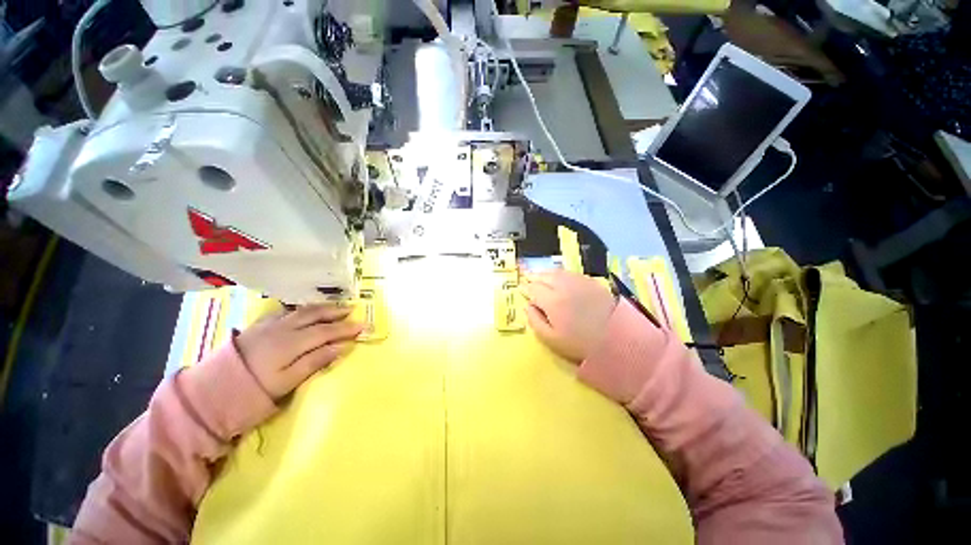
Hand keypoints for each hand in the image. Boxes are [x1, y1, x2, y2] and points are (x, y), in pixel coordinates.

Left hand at [235, 305, 363, 399]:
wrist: (211, 392)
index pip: (326, 331)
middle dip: (337, 312)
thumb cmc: (253, 391)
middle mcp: (283, 328)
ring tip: (336, 307)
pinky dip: (302, 309)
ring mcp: (270, 324)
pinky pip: (286, 311)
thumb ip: (316, 361)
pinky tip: (306, 310)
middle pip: (316, 315)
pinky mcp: (259, 326)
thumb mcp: (287, 382)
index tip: (364, 326)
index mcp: (292, 342)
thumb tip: (342, 346)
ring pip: (302, 310)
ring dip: (322, 307)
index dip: (346, 328)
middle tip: (353, 310)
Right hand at [521, 270, 617, 362]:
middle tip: (528, 279)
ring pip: (556, 272)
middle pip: (543, 276)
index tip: (521, 290)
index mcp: (552, 301)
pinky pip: (569, 273)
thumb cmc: (580, 343)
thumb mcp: (551, 339)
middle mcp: (563, 286)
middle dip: (533, 277)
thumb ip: (535, 321)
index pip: (533, 289)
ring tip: (540, 276)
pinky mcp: (590, 281)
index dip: (525, 289)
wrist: (618, 340)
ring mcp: (578, 281)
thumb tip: (527, 306)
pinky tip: (559, 278)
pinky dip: (559, 273)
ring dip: (545, 273)